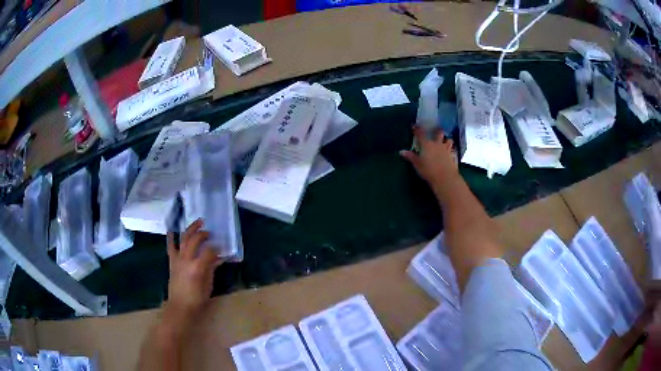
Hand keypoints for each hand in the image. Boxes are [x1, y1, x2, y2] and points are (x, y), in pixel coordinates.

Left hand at [164, 219, 221, 327]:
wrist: (180, 306)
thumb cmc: (197, 299)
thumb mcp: (208, 285)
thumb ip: (212, 269)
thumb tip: (218, 258)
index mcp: (198, 267)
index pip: (209, 251)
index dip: (217, 248)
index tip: (221, 248)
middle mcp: (187, 259)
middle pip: (195, 240)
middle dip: (203, 234)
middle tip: (210, 233)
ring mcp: (178, 259)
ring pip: (184, 239)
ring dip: (191, 229)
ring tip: (198, 222)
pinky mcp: (172, 261)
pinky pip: (171, 246)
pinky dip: (171, 237)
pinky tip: (172, 230)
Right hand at [400, 126, 457, 187]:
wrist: (445, 178)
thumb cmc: (429, 171)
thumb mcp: (417, 164)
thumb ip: (411, 157)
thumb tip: (402, 151)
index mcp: (426, 144)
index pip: (421, 133)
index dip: (417, 129)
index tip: (415, 126)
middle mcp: (437, 144)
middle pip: (438, 132)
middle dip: (437, 130)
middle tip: (435, 130)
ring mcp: (446, 149)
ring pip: (448, 139)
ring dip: (446, 139)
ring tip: (445, 140)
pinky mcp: (453, 155)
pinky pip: (453, 149)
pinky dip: (452, 148)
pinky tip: (450, 151)